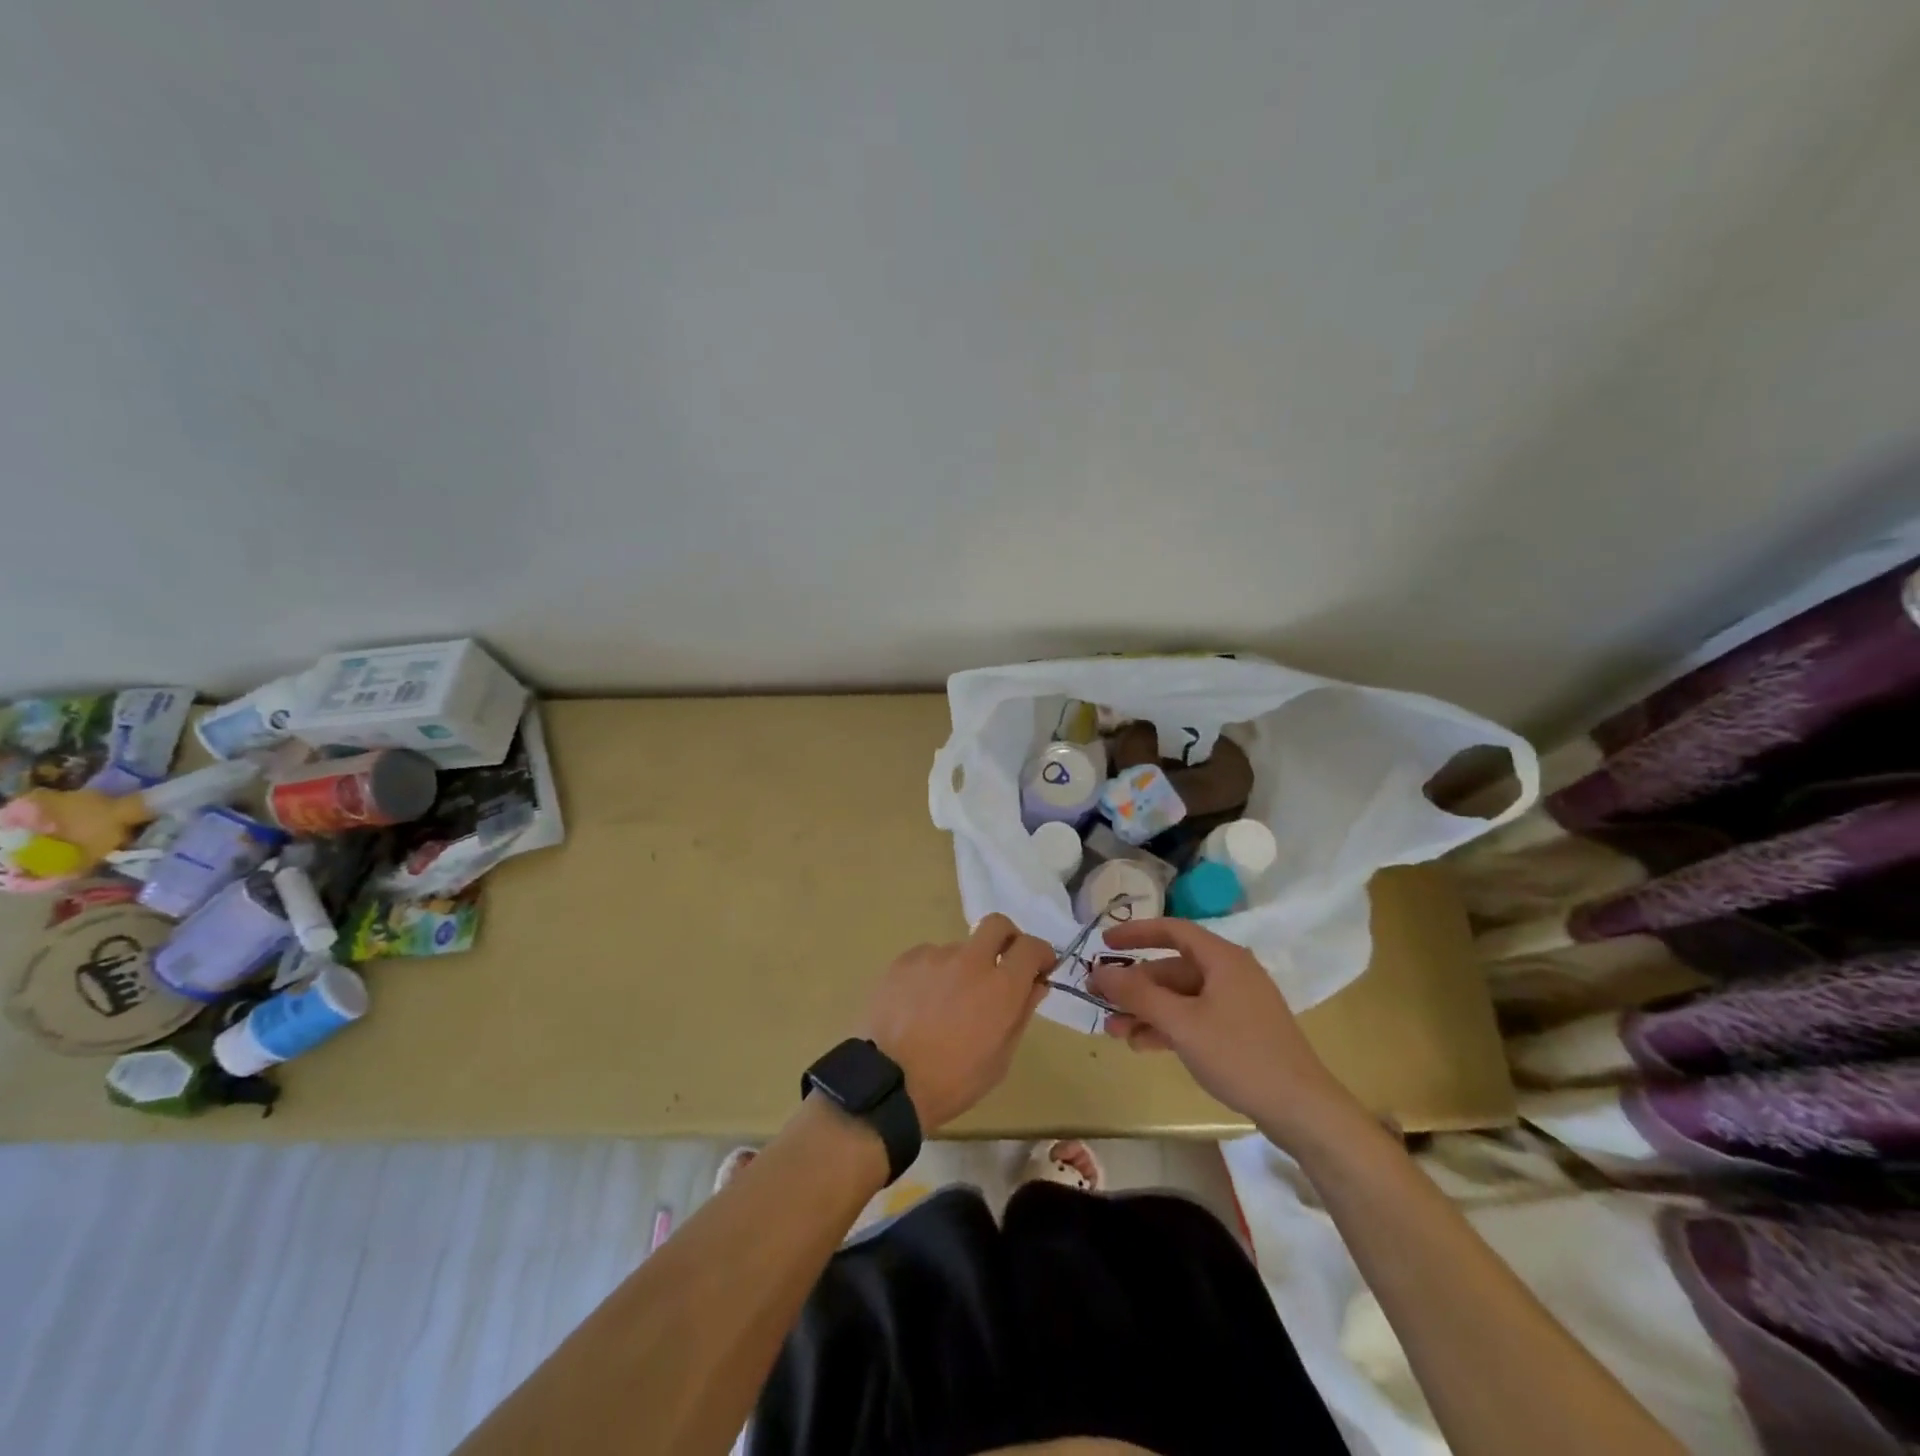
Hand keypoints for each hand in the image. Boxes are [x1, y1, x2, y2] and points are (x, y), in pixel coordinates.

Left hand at [861, 914, 1052, 1130]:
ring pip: (959, 949)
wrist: (888, 1084)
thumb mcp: (1000, 1059)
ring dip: (963, 968)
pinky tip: (921, 1004)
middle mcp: (970, 961)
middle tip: (1001, 966)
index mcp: (1000, 988)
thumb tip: (1036, 984)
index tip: (1040, 967)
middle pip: (997, 925)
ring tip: (946, 1005)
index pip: (1031, 947)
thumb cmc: (952, 1081)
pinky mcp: (905, 960)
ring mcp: (934, 956)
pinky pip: (929, 959)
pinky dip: (933, 975)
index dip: (1041, 953)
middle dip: (1006, 939)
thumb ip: (1021, 1014)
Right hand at [1088, 918, 1362, 1147]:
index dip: (1135, 933)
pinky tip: (1143, 1045)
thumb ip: (1138, 994)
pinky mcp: (1240, 1031)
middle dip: (1134, 986)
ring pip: (1180, 997)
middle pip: (1172, 968)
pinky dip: (1168, 1026)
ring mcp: (1237, 1003)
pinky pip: (1194, 1017)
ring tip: (1115, 1032)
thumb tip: (1099, 971)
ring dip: (1146, 1011)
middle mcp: (1230, 973)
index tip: (1104, 944)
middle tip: (1100, 1000)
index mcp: (1222, 958)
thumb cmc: (1239, 1055)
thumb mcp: (1181, 1023)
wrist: (1302, 1109)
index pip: (1172, 930)